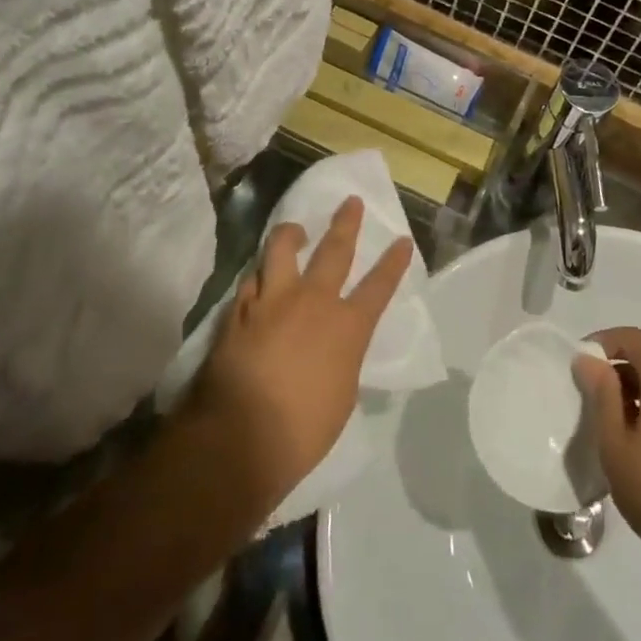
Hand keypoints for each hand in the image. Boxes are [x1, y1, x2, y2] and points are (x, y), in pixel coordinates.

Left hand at [186, 197, 413, 507]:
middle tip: (351, 203)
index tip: (402, 240)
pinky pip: (251, 281)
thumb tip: (335, 347)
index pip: (379, 286)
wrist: (239, 438)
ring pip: (282, 249)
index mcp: (347, 327)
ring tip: (296, 230)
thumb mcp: (342, 395)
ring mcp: (272, 301)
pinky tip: (258, 280)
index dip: (394, 262)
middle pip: (334, 250)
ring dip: (292, 234)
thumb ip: (341, 358)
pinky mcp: (239, 311)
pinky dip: (258, 277)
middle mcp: (312, 302)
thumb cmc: (303, 430)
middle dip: (347, 223)